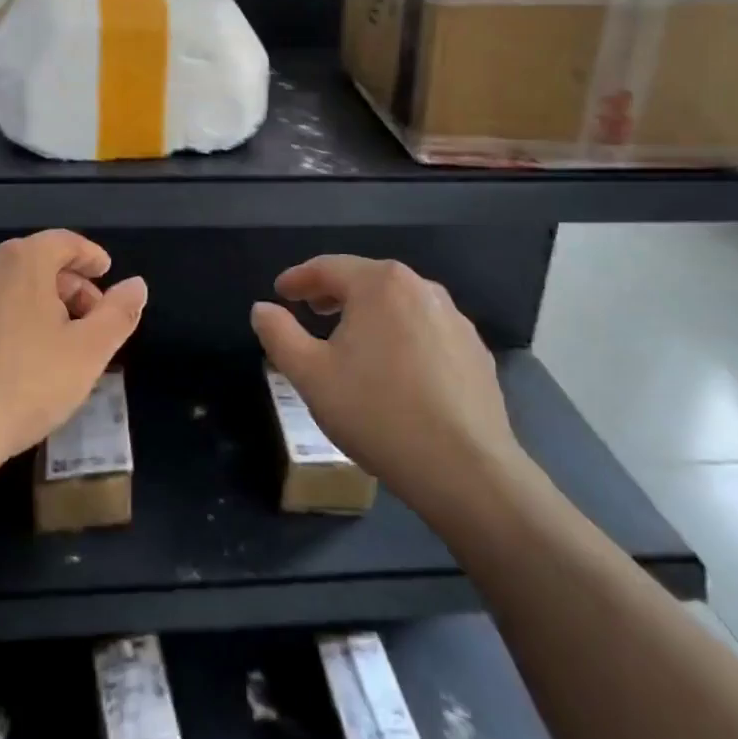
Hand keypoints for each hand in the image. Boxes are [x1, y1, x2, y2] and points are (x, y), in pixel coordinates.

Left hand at [0, 231, 147, 478]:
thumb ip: (118, 314)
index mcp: (23, 261)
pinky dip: (10, 318)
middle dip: (69, 284)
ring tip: (58, 340)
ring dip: (39, 303)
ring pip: (9, 286)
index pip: (65, 241)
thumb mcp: (88, 352)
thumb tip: (137, 285)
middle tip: (91, 317)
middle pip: (36, 261)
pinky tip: (17, 358)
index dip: (90, 255)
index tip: (106, 272)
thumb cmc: (25, 384)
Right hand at [250, 257, 524, 516]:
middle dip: (334, 292)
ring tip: (350, 341)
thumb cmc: (378, 414)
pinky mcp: (475, 352)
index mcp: (380, 284)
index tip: (280, 291)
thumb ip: (279, 335)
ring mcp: (455, 320)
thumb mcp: (311, 376)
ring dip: (368, 314)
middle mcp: (421, 288)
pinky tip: (394, 371)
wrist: (466, 471)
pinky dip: (401, 337)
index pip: (328, 267)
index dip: (298, 278)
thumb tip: (262, 309)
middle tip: (310, 311)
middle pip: (366, 280)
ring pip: (398, 305)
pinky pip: (425, 331)